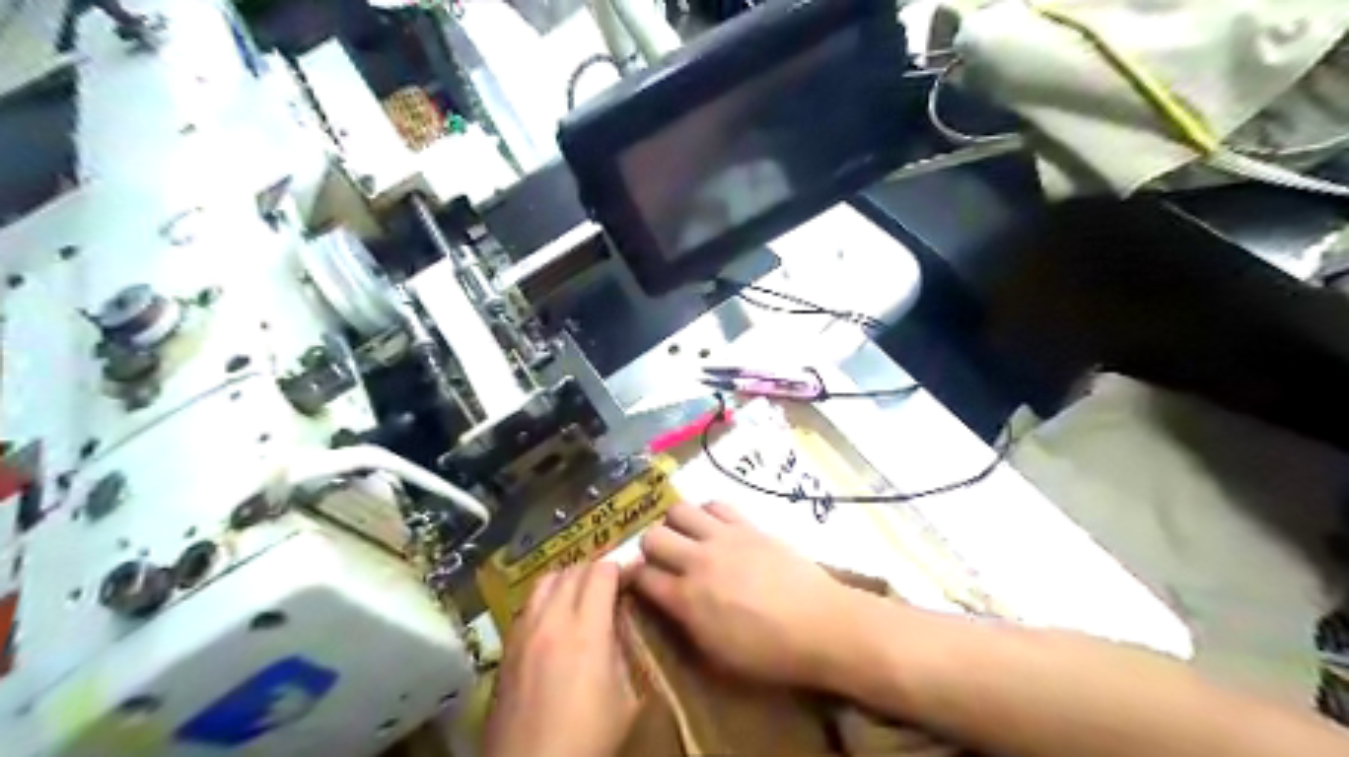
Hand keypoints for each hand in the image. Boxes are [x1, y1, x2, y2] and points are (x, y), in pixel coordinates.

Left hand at [484, 564, 639, 756]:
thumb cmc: (588, 740)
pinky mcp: (506, 648)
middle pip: (573, 571)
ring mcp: (523, 632)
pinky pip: (528, 605)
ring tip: (582, 595)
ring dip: (568, 579)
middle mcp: (551, 621)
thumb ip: (623, 651)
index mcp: (586, 631)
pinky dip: (546, 599)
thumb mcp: (626, 699)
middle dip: (596, 570)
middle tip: (612, 584)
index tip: (633, 574)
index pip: (601, 573)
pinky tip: (555, 620)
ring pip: (545, 581)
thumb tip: (617, 624)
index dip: (621, 567)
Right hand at [625, 502, 863, 691]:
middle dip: (650, 549)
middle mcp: (699, 561)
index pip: (642, 577)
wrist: (820, 625)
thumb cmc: (770, 653)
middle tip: (662, 560)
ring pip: (679, 510)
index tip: (637, 583)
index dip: (633, 579)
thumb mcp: (718, 657)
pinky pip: (716, 504)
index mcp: (687, 599)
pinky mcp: (748, 525)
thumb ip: (685, 626)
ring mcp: (724, 537)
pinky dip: (707, 513)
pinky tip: (714, 527)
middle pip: (652, 536)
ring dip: (675, 524)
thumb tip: (668, 604)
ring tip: (686, 538)